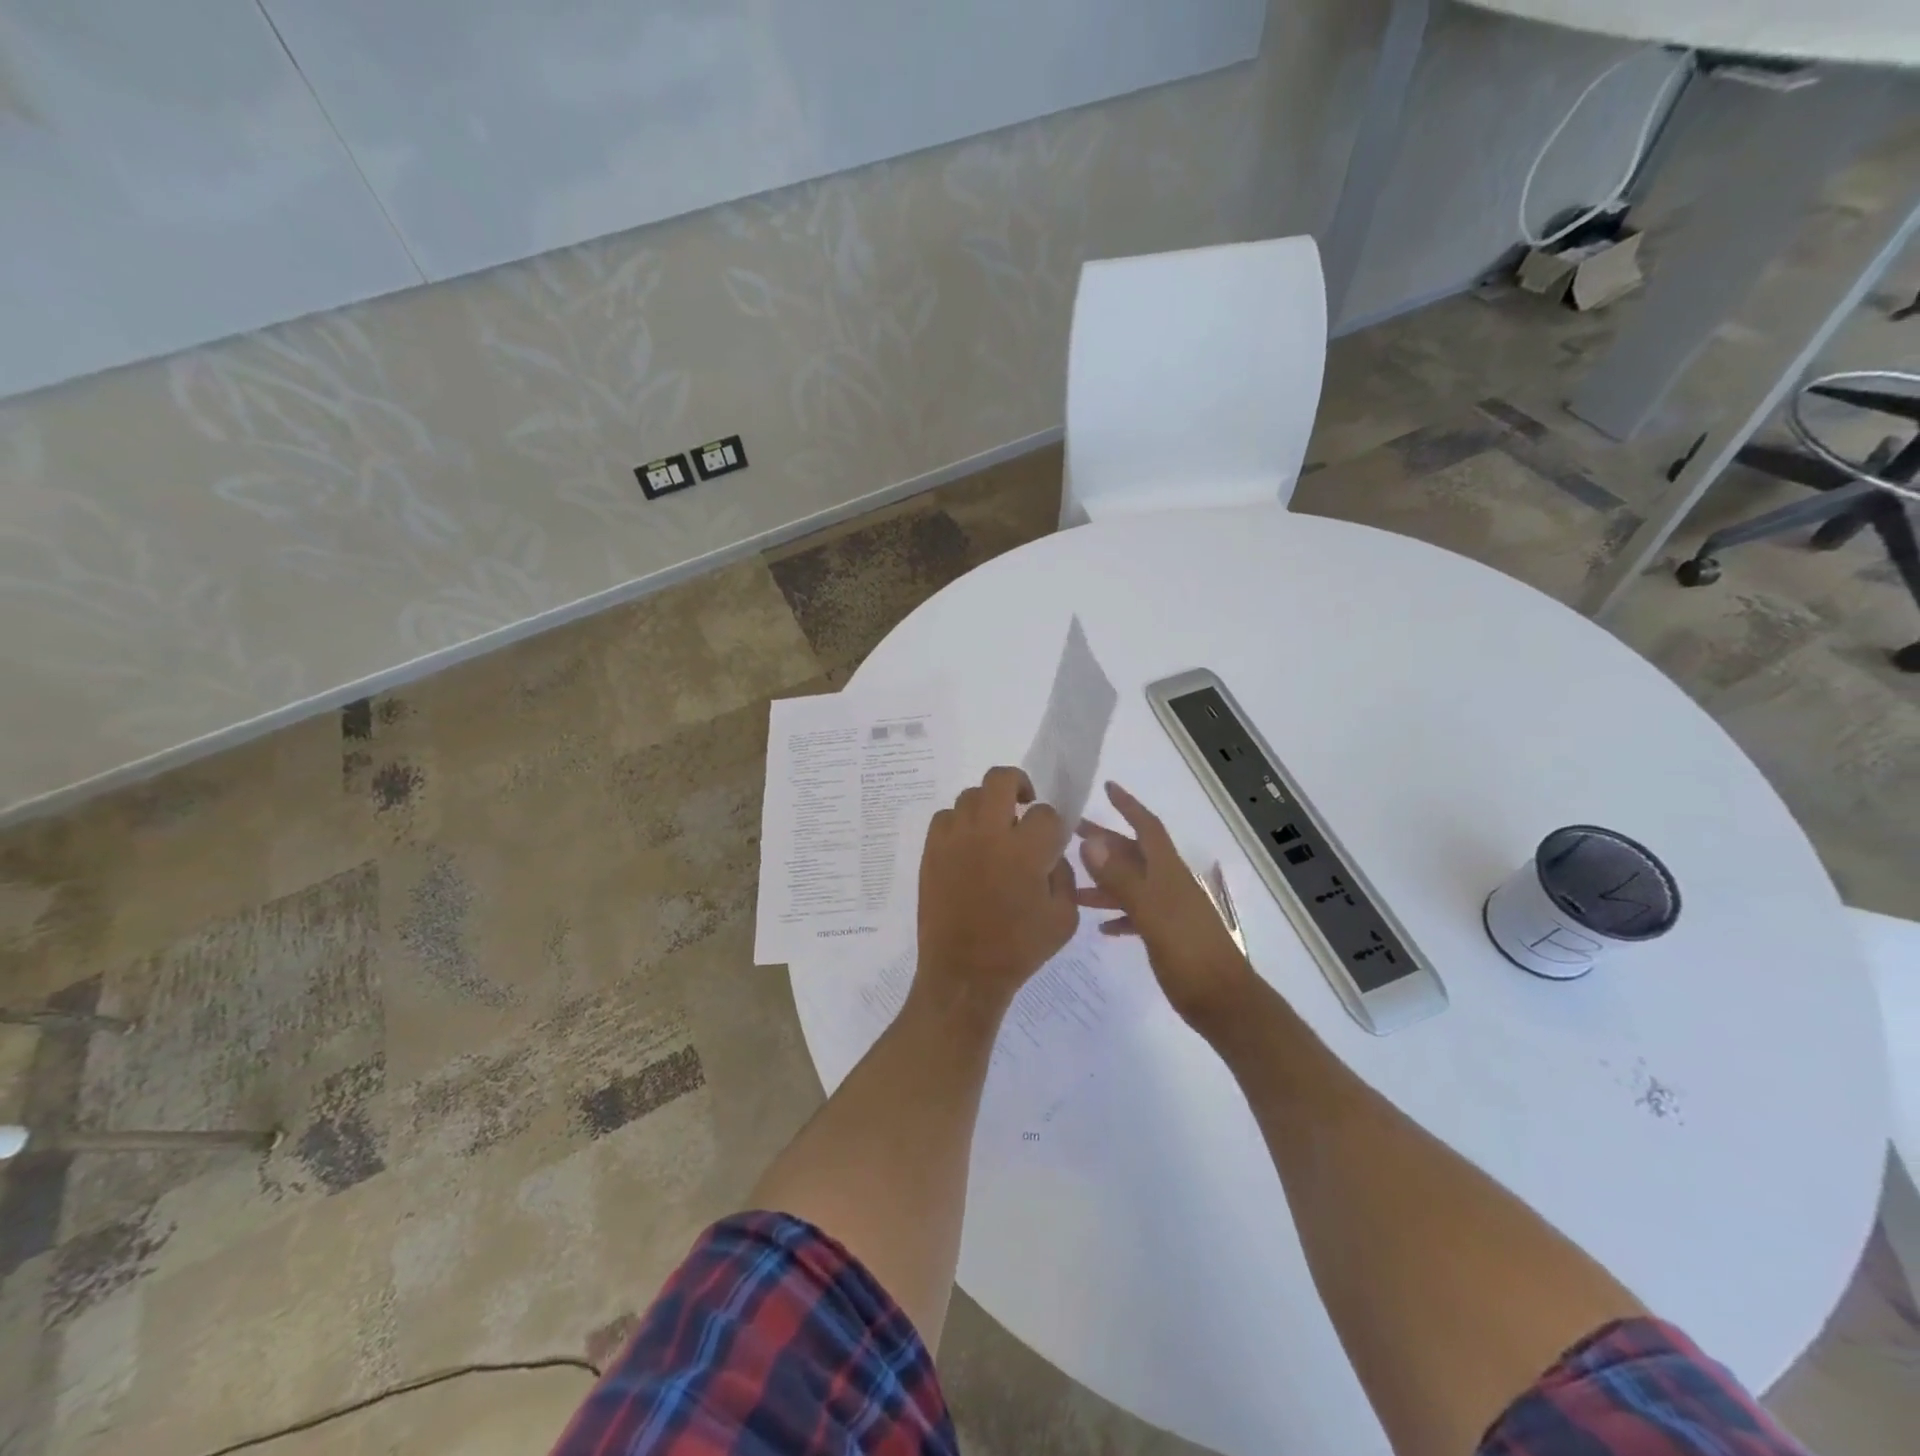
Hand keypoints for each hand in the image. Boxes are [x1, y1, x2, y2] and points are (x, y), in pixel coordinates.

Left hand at [915, 767, 1079, 1014]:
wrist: (964, 973)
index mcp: (1025, 850)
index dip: (1052, 825)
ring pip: (971, 795)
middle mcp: (988, 834)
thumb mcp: (1064, 918)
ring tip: (993, 831)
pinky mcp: (931, 850)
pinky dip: (960, 823)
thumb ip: (1064, 875)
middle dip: (1019, 784)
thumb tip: (1051, 852)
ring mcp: (955, 839)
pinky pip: (945, 816)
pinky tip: (968, 844)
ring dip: (988, 806)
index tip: (1049, 842)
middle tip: (1022, 806)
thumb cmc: (1019, 949)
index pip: (1045, 812)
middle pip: (1001, 778)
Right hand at [1077, 782, 1258, 1030]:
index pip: (1147, 827)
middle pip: (1133, 853)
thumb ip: (1121, 879)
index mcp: (1168, 872)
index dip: (1128, 805)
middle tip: (1069, 834)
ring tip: (1071, 882)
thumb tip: (1091, 842)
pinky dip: (1118, 914)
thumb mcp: (1151, 913)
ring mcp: (1170, 910)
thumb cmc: (1188, 953)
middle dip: (1104, 841)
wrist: (1224, 1002)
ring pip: (1131, 884)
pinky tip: (1099, 926)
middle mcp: (1169, 884)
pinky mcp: (1168, 935)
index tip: (1107, 787)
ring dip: (1104, 880)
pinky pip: (1137, 914)